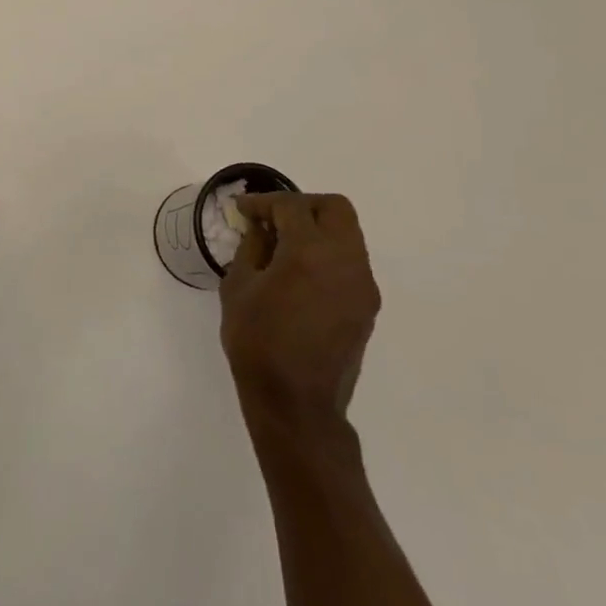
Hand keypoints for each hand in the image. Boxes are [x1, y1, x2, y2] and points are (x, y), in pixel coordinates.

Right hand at [219, 193, 379, 425]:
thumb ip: (251, 248)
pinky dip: (326, 254)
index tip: (242, 209)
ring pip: (347, 234)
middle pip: (334, 208)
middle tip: (272, 219)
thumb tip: (260, 227)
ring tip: (283, 246)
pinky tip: (299, 273)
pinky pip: (349, 262)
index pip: (290, 207)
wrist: (296, 403)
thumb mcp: (237, 288)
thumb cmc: (257, 343)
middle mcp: (345, 260)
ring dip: (317, 229)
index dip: (263, 202)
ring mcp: (362, 284)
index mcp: (310, 252)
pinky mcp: (367, 305)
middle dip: (301, 206)